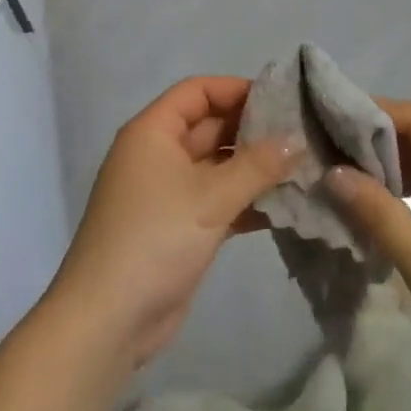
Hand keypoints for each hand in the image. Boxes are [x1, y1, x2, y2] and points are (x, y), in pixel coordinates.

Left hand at [47, 76, 300, 368]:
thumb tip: (297, 139)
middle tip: (300, 135)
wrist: (109, 321)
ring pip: (217, 166)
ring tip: (301, 168)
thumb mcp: (210, 197)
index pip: (197, 92)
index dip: (236, 89)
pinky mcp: (179, 227)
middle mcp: (158, 154)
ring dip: (254, 168)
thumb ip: (257, 165)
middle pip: (210, 126)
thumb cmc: (155, 238)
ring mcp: (167, 192)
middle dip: (252, 130)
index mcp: (153, 132)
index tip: (280, 99)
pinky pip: (217, 200)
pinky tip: (284, 207)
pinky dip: (245, 201)